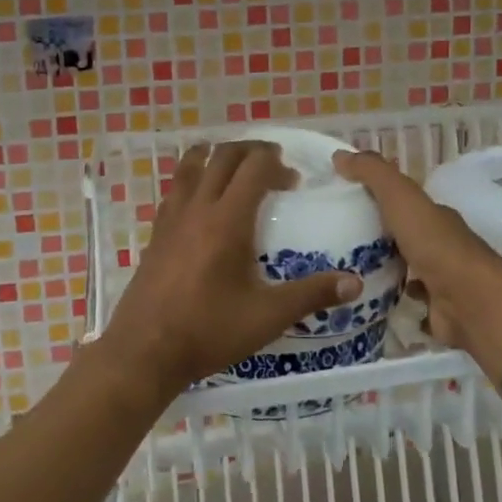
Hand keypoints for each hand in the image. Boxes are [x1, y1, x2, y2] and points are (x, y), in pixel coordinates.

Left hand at [101, 141, 363, 400]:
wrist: (146, 351)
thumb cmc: (209, 331)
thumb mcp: (267, 317)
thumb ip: (312, 295)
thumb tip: (355, 283)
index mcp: (227, 219)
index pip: (253, 167)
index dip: (276, 163)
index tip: (292, 181)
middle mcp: (198, 207)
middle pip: (223, 156)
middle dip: (250, 151)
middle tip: (271, 164)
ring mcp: (172, 217)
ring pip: (192, 164)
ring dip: (217, 156)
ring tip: (235, 168)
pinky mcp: (156, 232)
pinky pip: (175, 188)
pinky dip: (193, 178)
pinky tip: (202, 201)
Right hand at [332, 149, 501, 352]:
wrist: (469, 302)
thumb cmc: (435, 244)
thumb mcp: (400, 197)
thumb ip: (373, 174)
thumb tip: (339, 155)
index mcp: (432, 216)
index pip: (401, 201)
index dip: (374, 196)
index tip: (340, 199)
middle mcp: (438, 244)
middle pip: (401, 235)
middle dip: (373, 234)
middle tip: (332, 238)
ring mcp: (438, 279)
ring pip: (403, 268)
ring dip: (379, 267)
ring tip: (340, 270)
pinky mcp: (434, 310)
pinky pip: (405, 300)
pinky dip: (389, 299)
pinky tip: (364, 298)